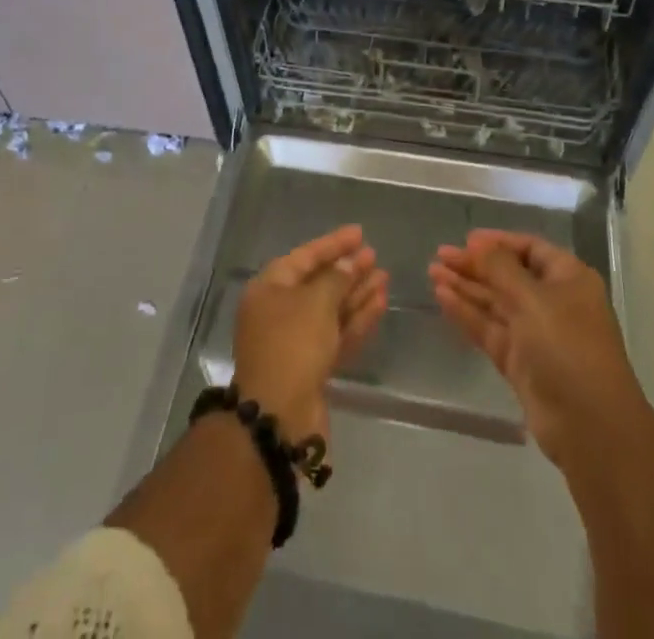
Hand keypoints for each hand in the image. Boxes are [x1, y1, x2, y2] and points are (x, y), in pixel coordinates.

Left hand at [233, 225, 387, 445]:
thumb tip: (349, 264)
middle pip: (318, 283)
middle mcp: (278, 311)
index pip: (304, 256)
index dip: (333, 244)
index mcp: (268, 288)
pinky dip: (357, 320)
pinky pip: (336, 334)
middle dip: (347, 270)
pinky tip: (379, 305)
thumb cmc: (292, 346)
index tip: (360, 233)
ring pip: (331, 310)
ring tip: (384, 278)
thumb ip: (336, 279)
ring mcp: (295, 341)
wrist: (279, 419)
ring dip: (357, 294)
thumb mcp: (316, 303)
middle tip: (375, 257)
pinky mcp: (312, 367)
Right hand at [429, 231, 644, 468]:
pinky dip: (467, 314)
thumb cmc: (567, 346)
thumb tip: (479, 244)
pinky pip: (490, 330)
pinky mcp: (520, 363)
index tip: (465, 239)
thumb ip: (500, 268)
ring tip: (432, 273)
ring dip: (466, 287)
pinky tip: (442, 299)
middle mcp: (553, 302)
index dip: (498, 242)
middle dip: (475, 265)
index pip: (529, 249)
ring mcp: (536, 335)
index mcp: (568, 279)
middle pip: (508, 275)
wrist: (590, 427)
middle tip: (440, 256)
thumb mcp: (532, 298)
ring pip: (496, 303)